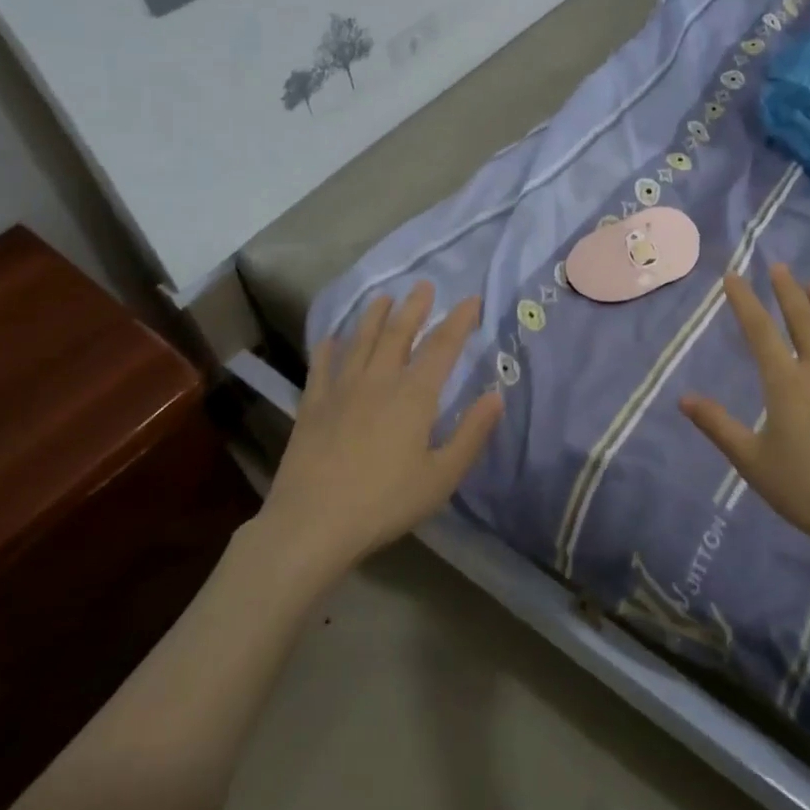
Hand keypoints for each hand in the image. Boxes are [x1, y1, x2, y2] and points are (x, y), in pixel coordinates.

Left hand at [257, 282, 502, 575]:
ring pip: (360, 341)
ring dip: (373, 316)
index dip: (459, 321)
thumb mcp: (441, 477)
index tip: (471, 300)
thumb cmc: (385, 502)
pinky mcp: (312, 406)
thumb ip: (471, 434)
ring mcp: (341, 390)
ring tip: (383, 298)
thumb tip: (497, 396)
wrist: (312, 524)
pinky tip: (331, 337)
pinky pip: (321, 367)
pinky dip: (328, 348)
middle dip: (414, 307)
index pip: (442, 347)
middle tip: (424, 285)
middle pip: (398, 333)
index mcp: (414, 396)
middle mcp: (378, 381)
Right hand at [681, 264, 809, 582]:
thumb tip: (683, 399)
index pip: (760, 332)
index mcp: (786, 383)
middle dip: (788, 293)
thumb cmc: (806, 489)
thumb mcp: (751, 461)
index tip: (734, 276)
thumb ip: (718, 426)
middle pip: (803, 322)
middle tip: (780, 267)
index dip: (745, 301)